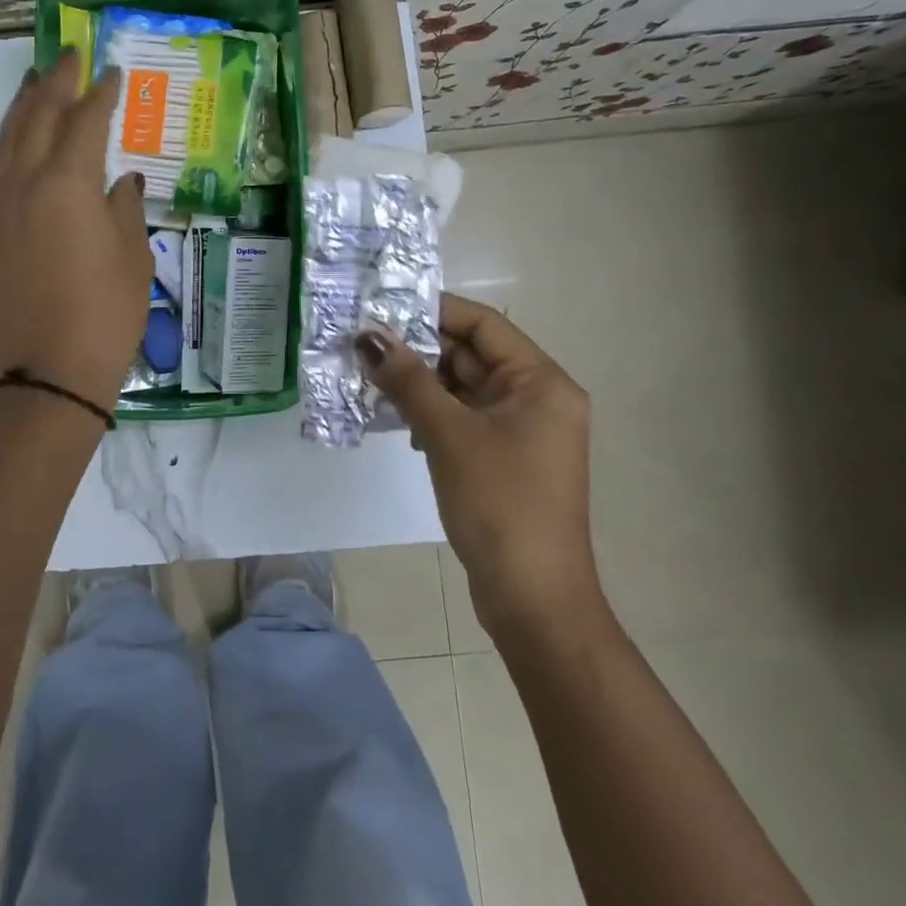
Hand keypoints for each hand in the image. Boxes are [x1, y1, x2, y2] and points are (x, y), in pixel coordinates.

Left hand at [0, 51, 151, 413]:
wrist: (47, 376)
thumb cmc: (106, 316)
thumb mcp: (133, 259)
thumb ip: (125, 210)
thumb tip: (121, 183)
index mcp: (68, 185)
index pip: (84, 122)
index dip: (100, 94)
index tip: (112, 72)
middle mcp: (25, 185)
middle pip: (36, 117)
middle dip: (54, 82)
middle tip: (69, 55)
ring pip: (7, 142)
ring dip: (24, 107)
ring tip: (36, 82)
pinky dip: (10, 146)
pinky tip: (21, 144)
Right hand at [359, 294, 600, 640]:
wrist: (533, 598)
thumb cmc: (499, 503)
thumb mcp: (449, 433)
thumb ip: (408, 380)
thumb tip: (368, 335)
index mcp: (541, 382)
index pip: (484, 325)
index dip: (434, 311)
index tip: (383, 307)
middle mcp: (537, 398)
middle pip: (472, 355)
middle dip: (419, 349)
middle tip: (364, 343)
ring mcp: (521, 431)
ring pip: (462, 388)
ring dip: (419, 382)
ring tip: (368, 375)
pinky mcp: (503, 458)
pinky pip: (462, 418)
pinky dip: (430, 412)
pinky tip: (395, 417)